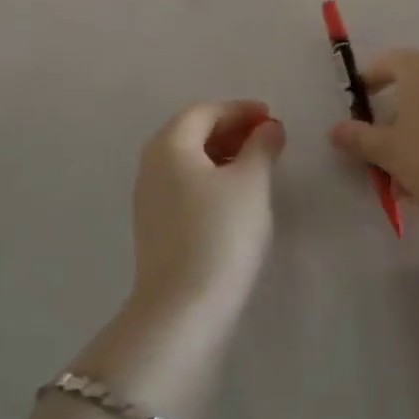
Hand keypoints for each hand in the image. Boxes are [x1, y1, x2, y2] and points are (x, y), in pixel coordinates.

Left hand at [131, 100, 285, 314]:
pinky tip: (234, 197)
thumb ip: (261, 146)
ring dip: (221, 154)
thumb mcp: (251, 182)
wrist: (183, 309)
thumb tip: (268, 128)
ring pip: (187, 161)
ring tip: (256, 166)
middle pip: (191, 132)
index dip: (239, 110)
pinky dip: (210, 178)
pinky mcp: (154, 228)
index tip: (270, 117)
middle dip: (230, 129)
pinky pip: (184, 185)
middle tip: (266, 138)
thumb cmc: (221, 232)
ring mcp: (149, 198)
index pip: (205, 111)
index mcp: (170, 144)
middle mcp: (152, 164)